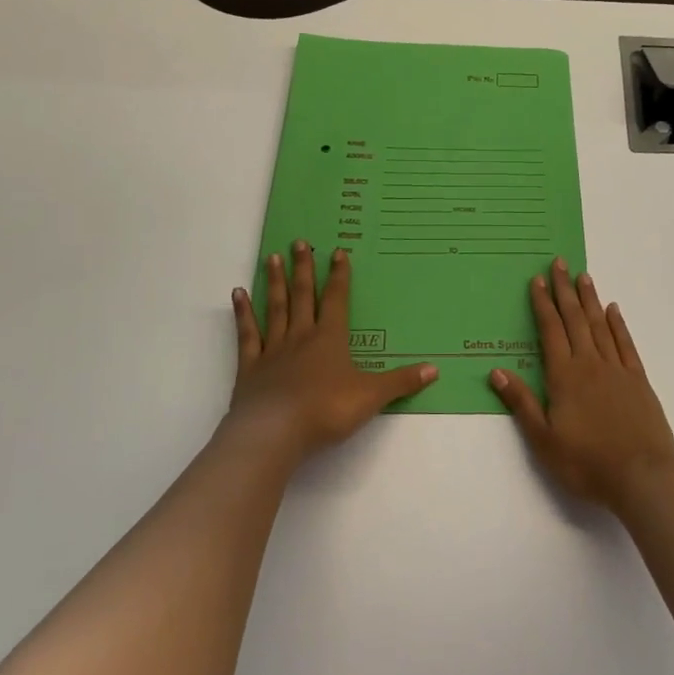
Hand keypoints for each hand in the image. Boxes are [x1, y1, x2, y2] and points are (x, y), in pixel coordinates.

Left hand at [228, 241, 437, 462]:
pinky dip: (243, 314)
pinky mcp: (250, 367)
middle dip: (304, 268)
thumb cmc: (326, 410)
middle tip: (299, 242)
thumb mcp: (371, 396)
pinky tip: (238, 295)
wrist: (275, 432)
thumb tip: (435, 368)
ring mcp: (273, 350)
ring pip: (275, 308)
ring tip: (271, 257)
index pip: (337, 300)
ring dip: (274, 282)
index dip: (339, 276)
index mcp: (330, 339)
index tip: (337, 251)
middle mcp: (301, 336)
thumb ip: (401, 381)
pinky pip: (247, 334)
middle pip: (303, 296)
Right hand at [488, 258, 673, 511]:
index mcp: (564, 376)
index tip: (538, 280)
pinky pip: (625, 344)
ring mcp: (617, 369)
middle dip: (565, 290)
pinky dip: (618, 324)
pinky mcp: (638, 380)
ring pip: (600, 325)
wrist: (642, 476)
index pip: (550, 330)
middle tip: (559, 263)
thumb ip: (521, 403)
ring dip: (590, 299)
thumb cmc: (586, 463)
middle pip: (575, 319)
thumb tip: (497, 371)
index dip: (543, 304)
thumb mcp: (543, 439)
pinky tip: (614, 310)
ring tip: (583, 276)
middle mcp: (590, 364)